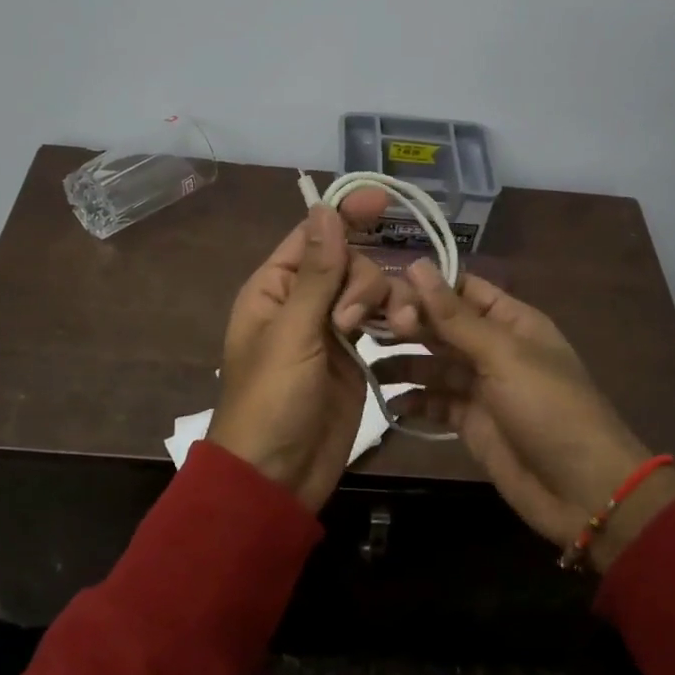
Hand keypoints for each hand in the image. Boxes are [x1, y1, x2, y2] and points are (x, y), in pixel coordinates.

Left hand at [208, 199, 409, 510]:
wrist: (277, 476)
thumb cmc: (271, 401)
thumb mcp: (292, 334)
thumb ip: (316, 273)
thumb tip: (325, 210)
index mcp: (274, 288)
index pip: (312, 236)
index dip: (345, 214)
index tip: (382, 198)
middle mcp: (302, 302)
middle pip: (347, 262)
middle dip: (362, 281)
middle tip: (350, 321)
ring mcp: (329, 330)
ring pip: (367, 292)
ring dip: (383, 302)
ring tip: (393, 331)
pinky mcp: (353, 357)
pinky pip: (377, 322)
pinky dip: (392, 322)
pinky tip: (404, 332)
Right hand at [385, 261, 674, 569]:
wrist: (582, 490)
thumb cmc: (549, 409)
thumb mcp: (503, 355)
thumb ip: (455, 316)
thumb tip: (417, 264)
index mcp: (511, 321)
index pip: (461, 289)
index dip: (424, 285)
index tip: (379, 285)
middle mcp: (493, 347)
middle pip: (442, 325)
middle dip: (406, 323)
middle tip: (361, 324)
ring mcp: (481, 386)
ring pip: (432, 364)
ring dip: (402, 362)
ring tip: (366, 362)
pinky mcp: (470, 422)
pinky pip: (434, 402)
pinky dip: (413, 401)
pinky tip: (388, 402)